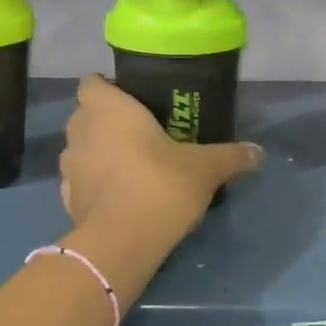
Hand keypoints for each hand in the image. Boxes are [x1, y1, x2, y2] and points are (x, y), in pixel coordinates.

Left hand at [60, 75, 262, 280]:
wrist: (120, 244)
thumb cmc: (159, 185)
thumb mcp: (205, 168)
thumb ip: (231, 156)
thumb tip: (259, 152)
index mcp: (108, 108)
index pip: (91, 82)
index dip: (107, 86)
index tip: (132, 97)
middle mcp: (81, 129)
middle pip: (86, 113)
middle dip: (106, 119)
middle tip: (139, 130)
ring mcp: (68, 165)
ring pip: (81, 146)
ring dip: (98, 151)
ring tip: (129, 163)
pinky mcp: (66, 197)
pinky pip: (80, 179)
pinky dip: (95, 182)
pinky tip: (119, 194)